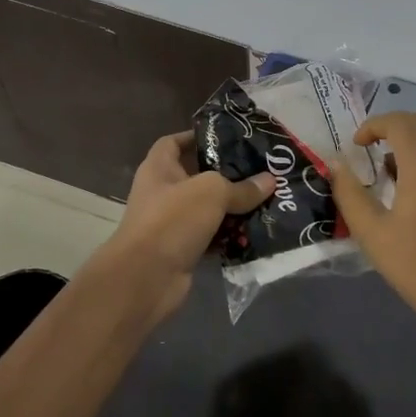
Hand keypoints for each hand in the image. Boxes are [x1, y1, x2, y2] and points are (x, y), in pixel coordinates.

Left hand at [102, 131, 274, 316]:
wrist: (145, 279)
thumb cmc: (172, 220)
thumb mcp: (211, 193)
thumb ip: (241, 187)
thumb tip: (270, 181)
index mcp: (159, 169)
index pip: (174, 142)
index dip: (197, 137)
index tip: (228, 138)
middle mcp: (163, 193)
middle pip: (197, 176)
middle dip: (227, 175)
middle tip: (260, 170)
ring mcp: (171, 223)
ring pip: (208, 209)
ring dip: (233, 208)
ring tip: (266, 199)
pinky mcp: (183, 250)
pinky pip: (212, 237)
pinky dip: (230, 236)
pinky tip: (256, 231)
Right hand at [328, 112, 415, 340]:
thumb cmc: (415, 265)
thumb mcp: (371, 231)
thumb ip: (349, 193)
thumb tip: (335, 164)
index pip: (399, 122)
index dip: (373, 125)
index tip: (356, 145)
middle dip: (394, 126)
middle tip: (371, 147)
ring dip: (411, 143)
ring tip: (386, 172)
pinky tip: (410, 191)